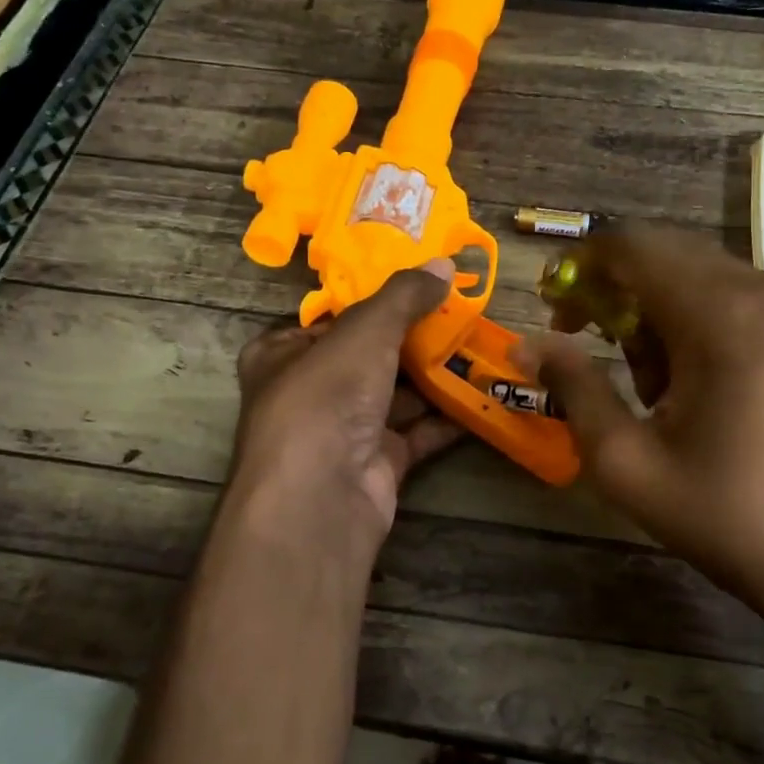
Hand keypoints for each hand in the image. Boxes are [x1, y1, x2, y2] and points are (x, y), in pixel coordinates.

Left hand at [223, 260, 462, 562]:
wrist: (321, 498)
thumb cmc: (326, 397)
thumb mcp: (365, 330)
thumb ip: (404, 296)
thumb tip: (443, 264)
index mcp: (282, 355)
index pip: (331, 319)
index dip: (374, 301)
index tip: (420, 286)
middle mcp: (309, 392)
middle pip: (369, 356)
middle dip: (414, 338)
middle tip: (461, 313)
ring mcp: (343, 432)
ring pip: (396, 394)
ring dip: (436, 376)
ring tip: (480, 347)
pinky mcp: (376, 465)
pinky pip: (416, 432)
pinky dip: (446, 417)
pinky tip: (481, 395)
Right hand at [528, 228, 763, 603]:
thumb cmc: (728, 516)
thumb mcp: (626, 462)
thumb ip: (573, 388)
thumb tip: (528, 343)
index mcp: (723, 315)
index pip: (633, 246)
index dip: (581, 266)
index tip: (554, 309)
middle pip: (663, 252)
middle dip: (613, 289)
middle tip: (583, 342)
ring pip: (693, 272)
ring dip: (651, 308)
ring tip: (644, 383)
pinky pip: (728, 294)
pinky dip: (689, 318)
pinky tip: (687, 381)